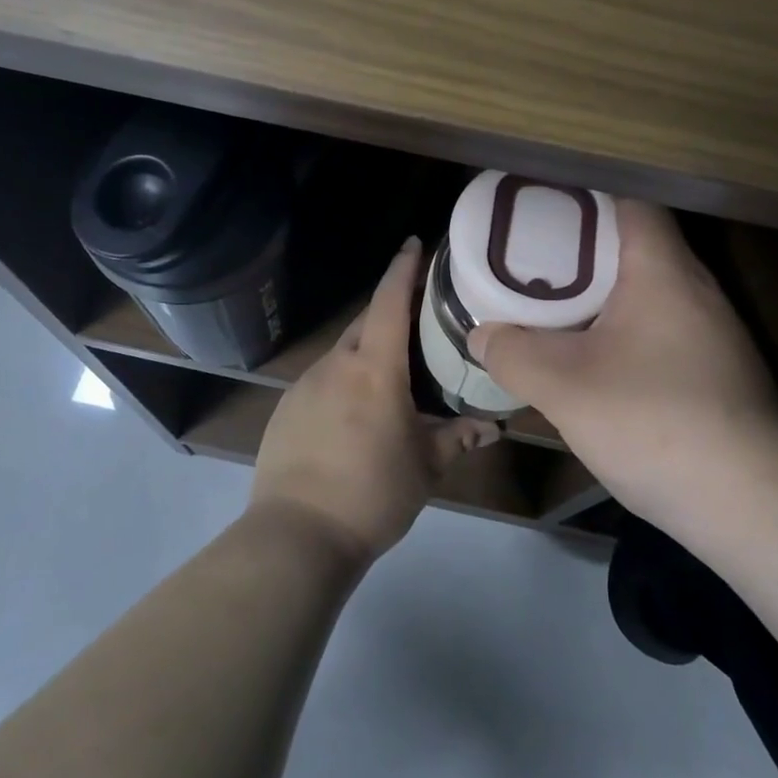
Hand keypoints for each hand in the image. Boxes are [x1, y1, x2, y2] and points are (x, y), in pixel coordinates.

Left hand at [250, 238, 486, 564]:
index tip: (415, 242)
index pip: (389, 301)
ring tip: (391, 375)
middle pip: (365, 323)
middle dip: (390, 313)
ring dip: (367, 353)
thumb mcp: (425, 467)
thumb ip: (458, 438)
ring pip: (343, 353)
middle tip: (419, 320)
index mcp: (374, 368)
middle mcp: (336, 364)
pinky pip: (323, 380)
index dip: (403, 268)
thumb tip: (491, 427)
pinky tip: (354, 414)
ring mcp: (305, 385)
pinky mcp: (286, 408)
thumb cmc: (372, 493)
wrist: (297, 535)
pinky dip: (343, 381)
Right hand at [468, 200, 777, 527]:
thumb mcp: (563, 387)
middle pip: (637, 245)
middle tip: (533, 262)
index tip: (542, 212)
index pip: (630, 202)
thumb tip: (482, 335)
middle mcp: (696, 288)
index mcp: (663, 270)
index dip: (585, 199)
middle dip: (583, 250)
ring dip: (605, 295)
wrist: (751, 505)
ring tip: (556, 307)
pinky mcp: (719, 370)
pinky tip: (597, 361)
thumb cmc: (653, 422)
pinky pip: (662, 328)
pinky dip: (626, 330)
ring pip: (650, 291)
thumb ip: (513, 354)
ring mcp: (714, 332)